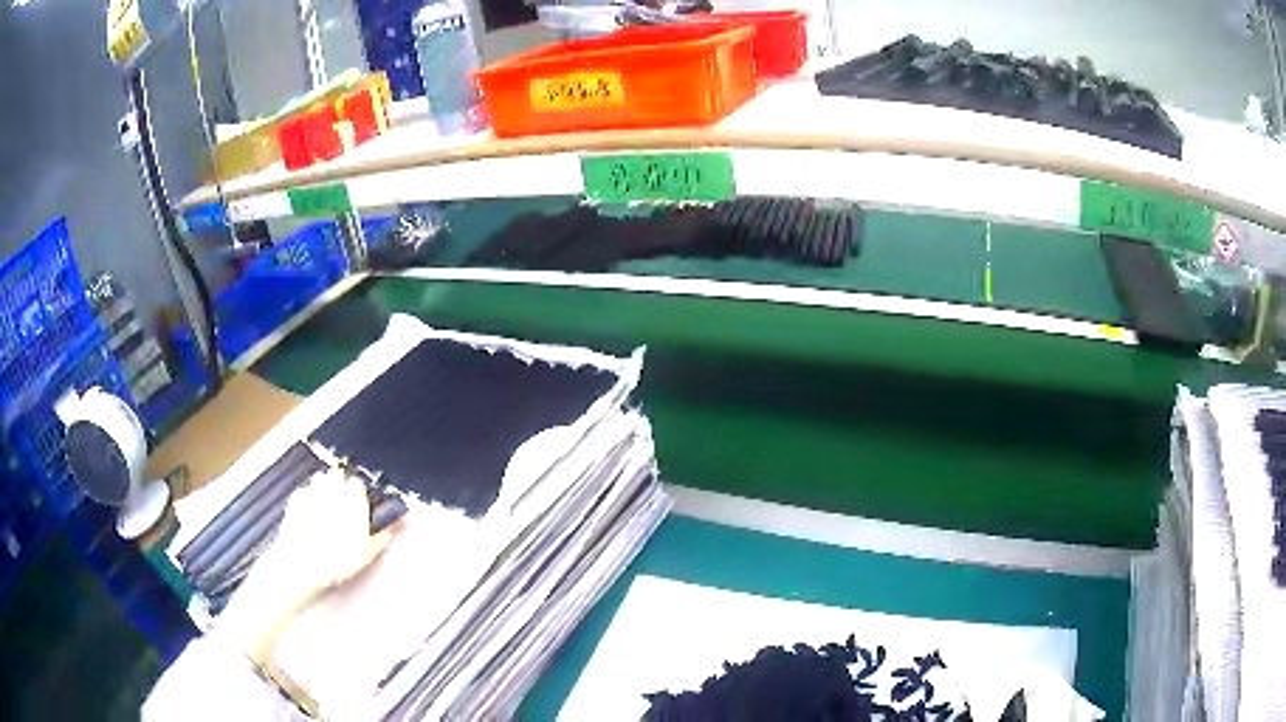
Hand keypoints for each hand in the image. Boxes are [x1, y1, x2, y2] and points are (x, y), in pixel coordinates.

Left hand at [216, 468, 399, 664]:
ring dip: (324, 487)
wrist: (300, 565)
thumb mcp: (365, 556)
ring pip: (320, 479)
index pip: (357, 485)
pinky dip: (308, 497)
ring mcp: (311, 494)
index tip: (358, 503)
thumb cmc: (336, 563)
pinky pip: (304, 491)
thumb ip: (381, 538)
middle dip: (339, 484)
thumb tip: (397, 527)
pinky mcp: (294, 500)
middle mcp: (332, 492)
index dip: (358, 493)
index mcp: (352, 503)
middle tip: (341, 501)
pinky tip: (309, 513)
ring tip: (325, 504)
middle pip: (337, 475)